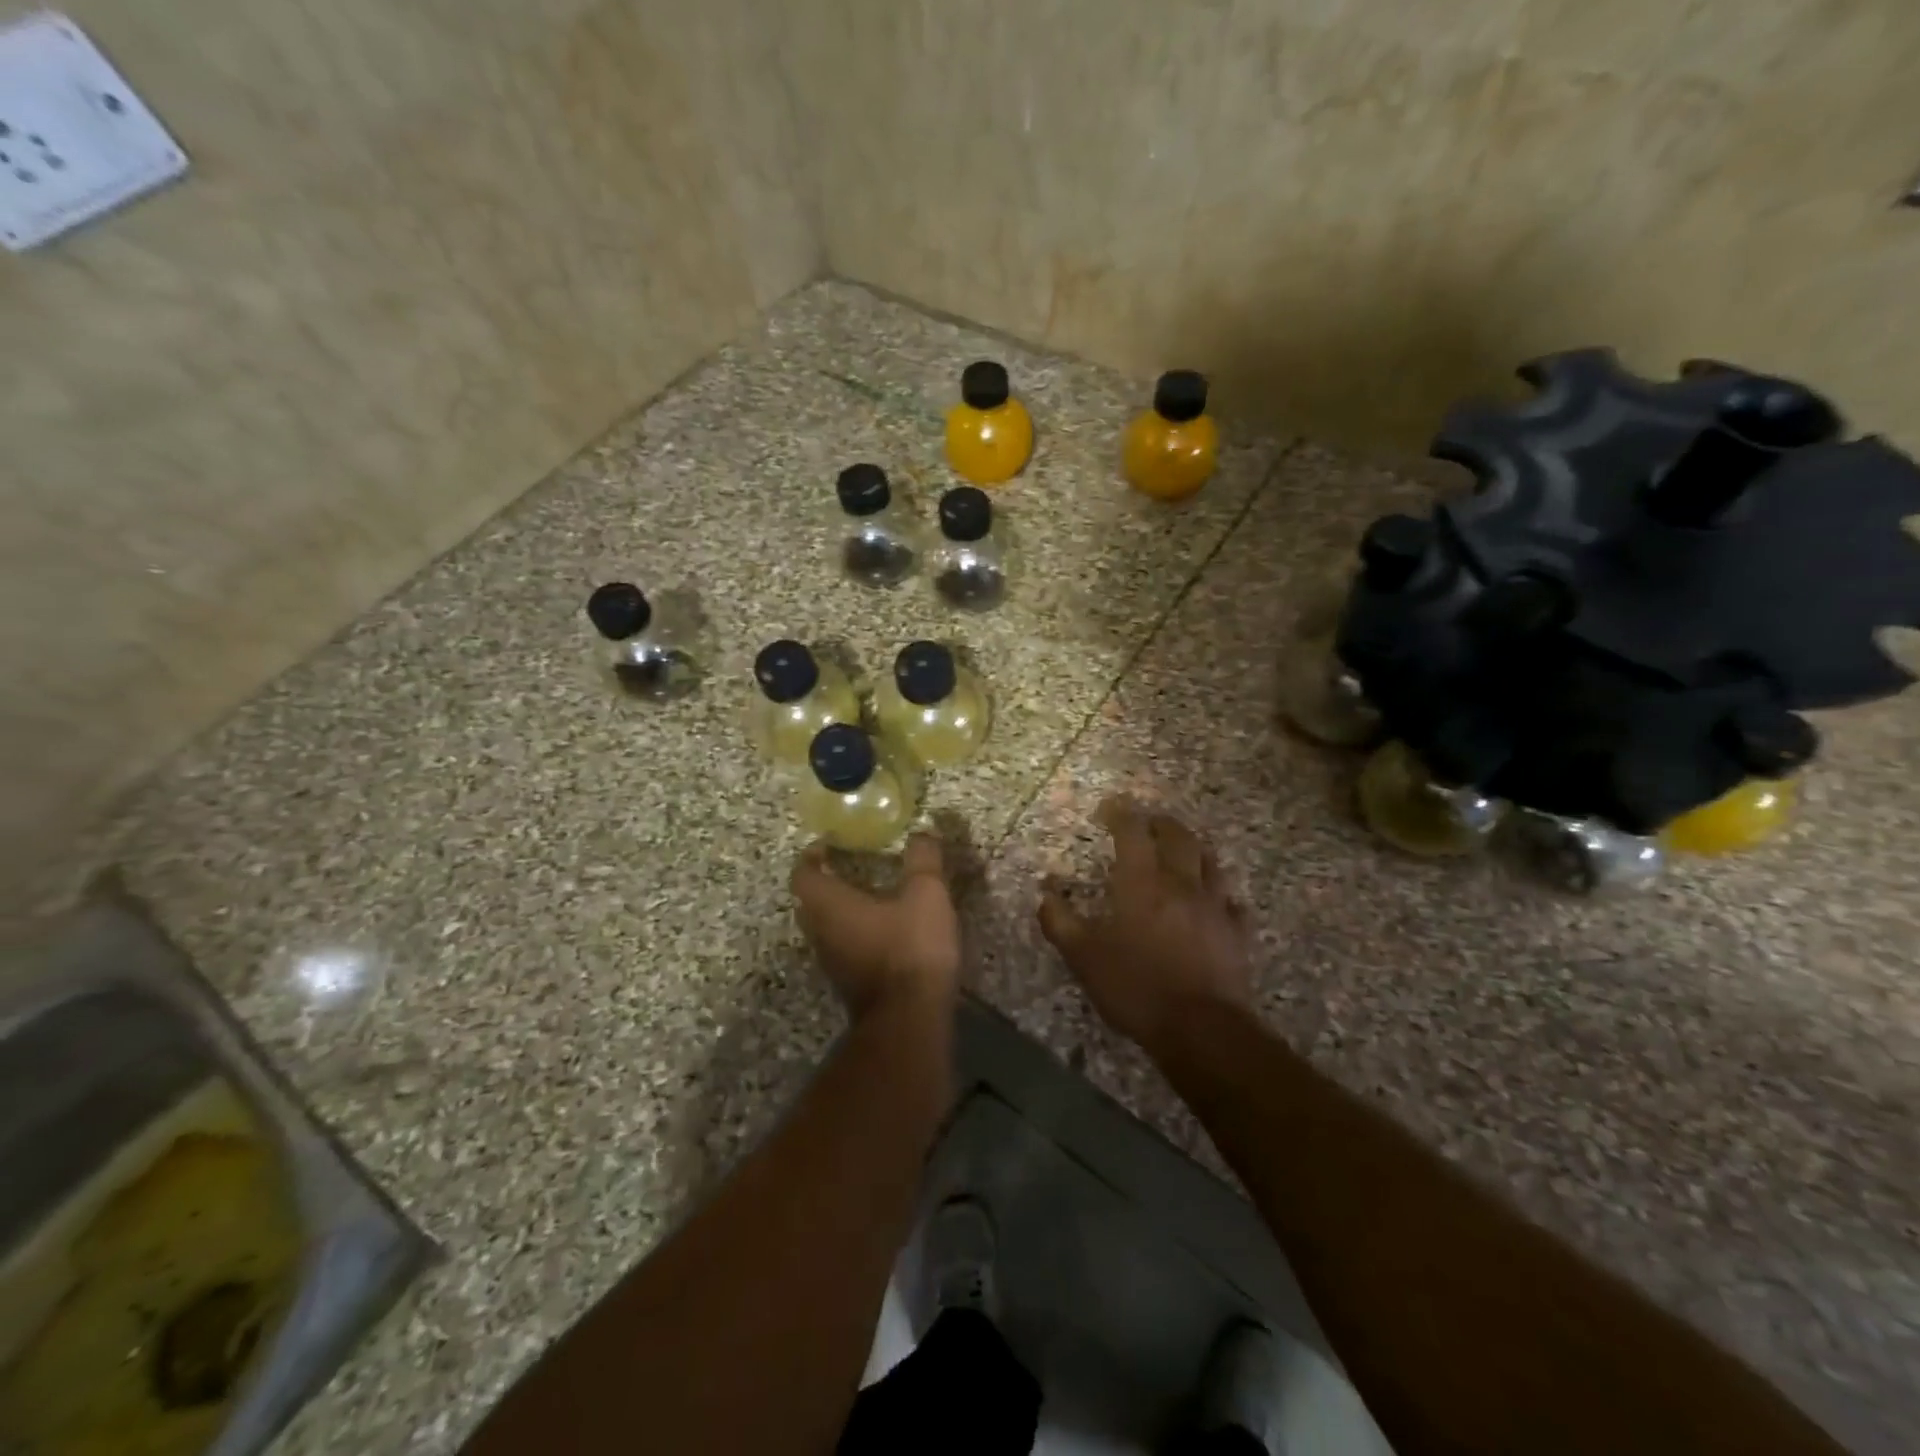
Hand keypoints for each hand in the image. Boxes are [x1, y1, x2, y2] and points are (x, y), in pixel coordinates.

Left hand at [792, 834, 961, 1021]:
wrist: (909, 1019)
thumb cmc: (910, 947)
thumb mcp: (926, 894)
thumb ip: (922, 860)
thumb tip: (923, 831)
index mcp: (830, 905)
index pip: (803, 874)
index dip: (811, 856)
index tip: (827, 845)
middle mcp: (822, 932)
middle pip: (808, 902)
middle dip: (823, 882)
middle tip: (846, 866)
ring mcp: (832, 962)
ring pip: (823, 928)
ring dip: (837, 910)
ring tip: (866, 896)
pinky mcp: (848, 984)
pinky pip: (841, 948)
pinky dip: (852, 933)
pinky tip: (881, 931)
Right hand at [1038, 798, 1252, 1053]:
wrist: (1201, 1028)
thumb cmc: (1136, 986)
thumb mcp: (1083, 957)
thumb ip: (1060, 921)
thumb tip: (1045, 892)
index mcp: (1142, 882)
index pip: (1132, 831)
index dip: (1121, 813)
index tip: (1110, 806)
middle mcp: (1181, 883)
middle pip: (1178, 837)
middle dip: (1161, 823)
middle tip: (1148, 822)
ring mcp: (1215, 905)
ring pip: (1209, 861)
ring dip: (1193, 849)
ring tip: (1182, 849)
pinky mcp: (1236, 932)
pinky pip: (1231, 901)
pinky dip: (1219, 893)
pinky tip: (1215, 900)